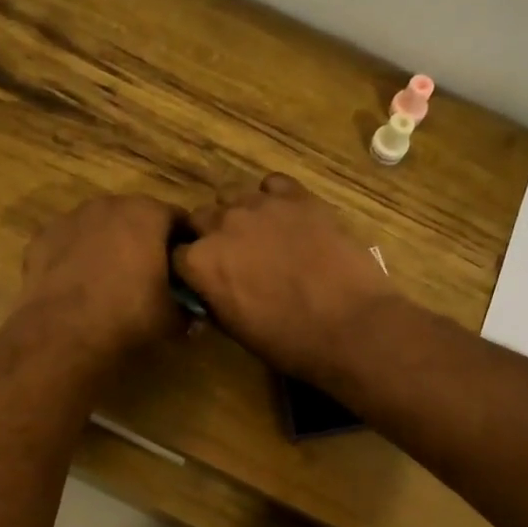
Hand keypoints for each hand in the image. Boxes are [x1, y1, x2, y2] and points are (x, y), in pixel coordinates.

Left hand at [14, 193, 184, 370]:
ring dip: (108, 245)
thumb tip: (192, 313)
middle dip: (144, 241)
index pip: (178, 220)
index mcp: (148, 214)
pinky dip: (76, 257)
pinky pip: (70, 243)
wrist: (63, 334)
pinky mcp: (42, 237)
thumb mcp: (173, 319)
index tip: (185, 269)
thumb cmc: (129, 317)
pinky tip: (78, 285)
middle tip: (149, 275)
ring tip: (110, 281)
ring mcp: (71, 218)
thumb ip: (187, 308)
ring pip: (100, 227)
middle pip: (136, 217)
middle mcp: (110, 204)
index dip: (184, 245)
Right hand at [175, 175, 398, 384]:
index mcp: (200, 263)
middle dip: (209, 235)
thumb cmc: (290, 342)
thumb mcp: (237, 330)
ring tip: (260, 233)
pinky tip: (286, 217)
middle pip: (201, 218)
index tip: (205, 278)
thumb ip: (214, 300)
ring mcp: (260, 205)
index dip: (191, 267)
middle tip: (234, 256)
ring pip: (232, 195)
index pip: (177, 254)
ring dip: (238, 213)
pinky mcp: (297, 196)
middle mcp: (222, 225)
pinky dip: (273, 198)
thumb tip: (209, 290)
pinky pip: (273, 185)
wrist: (350, 325)